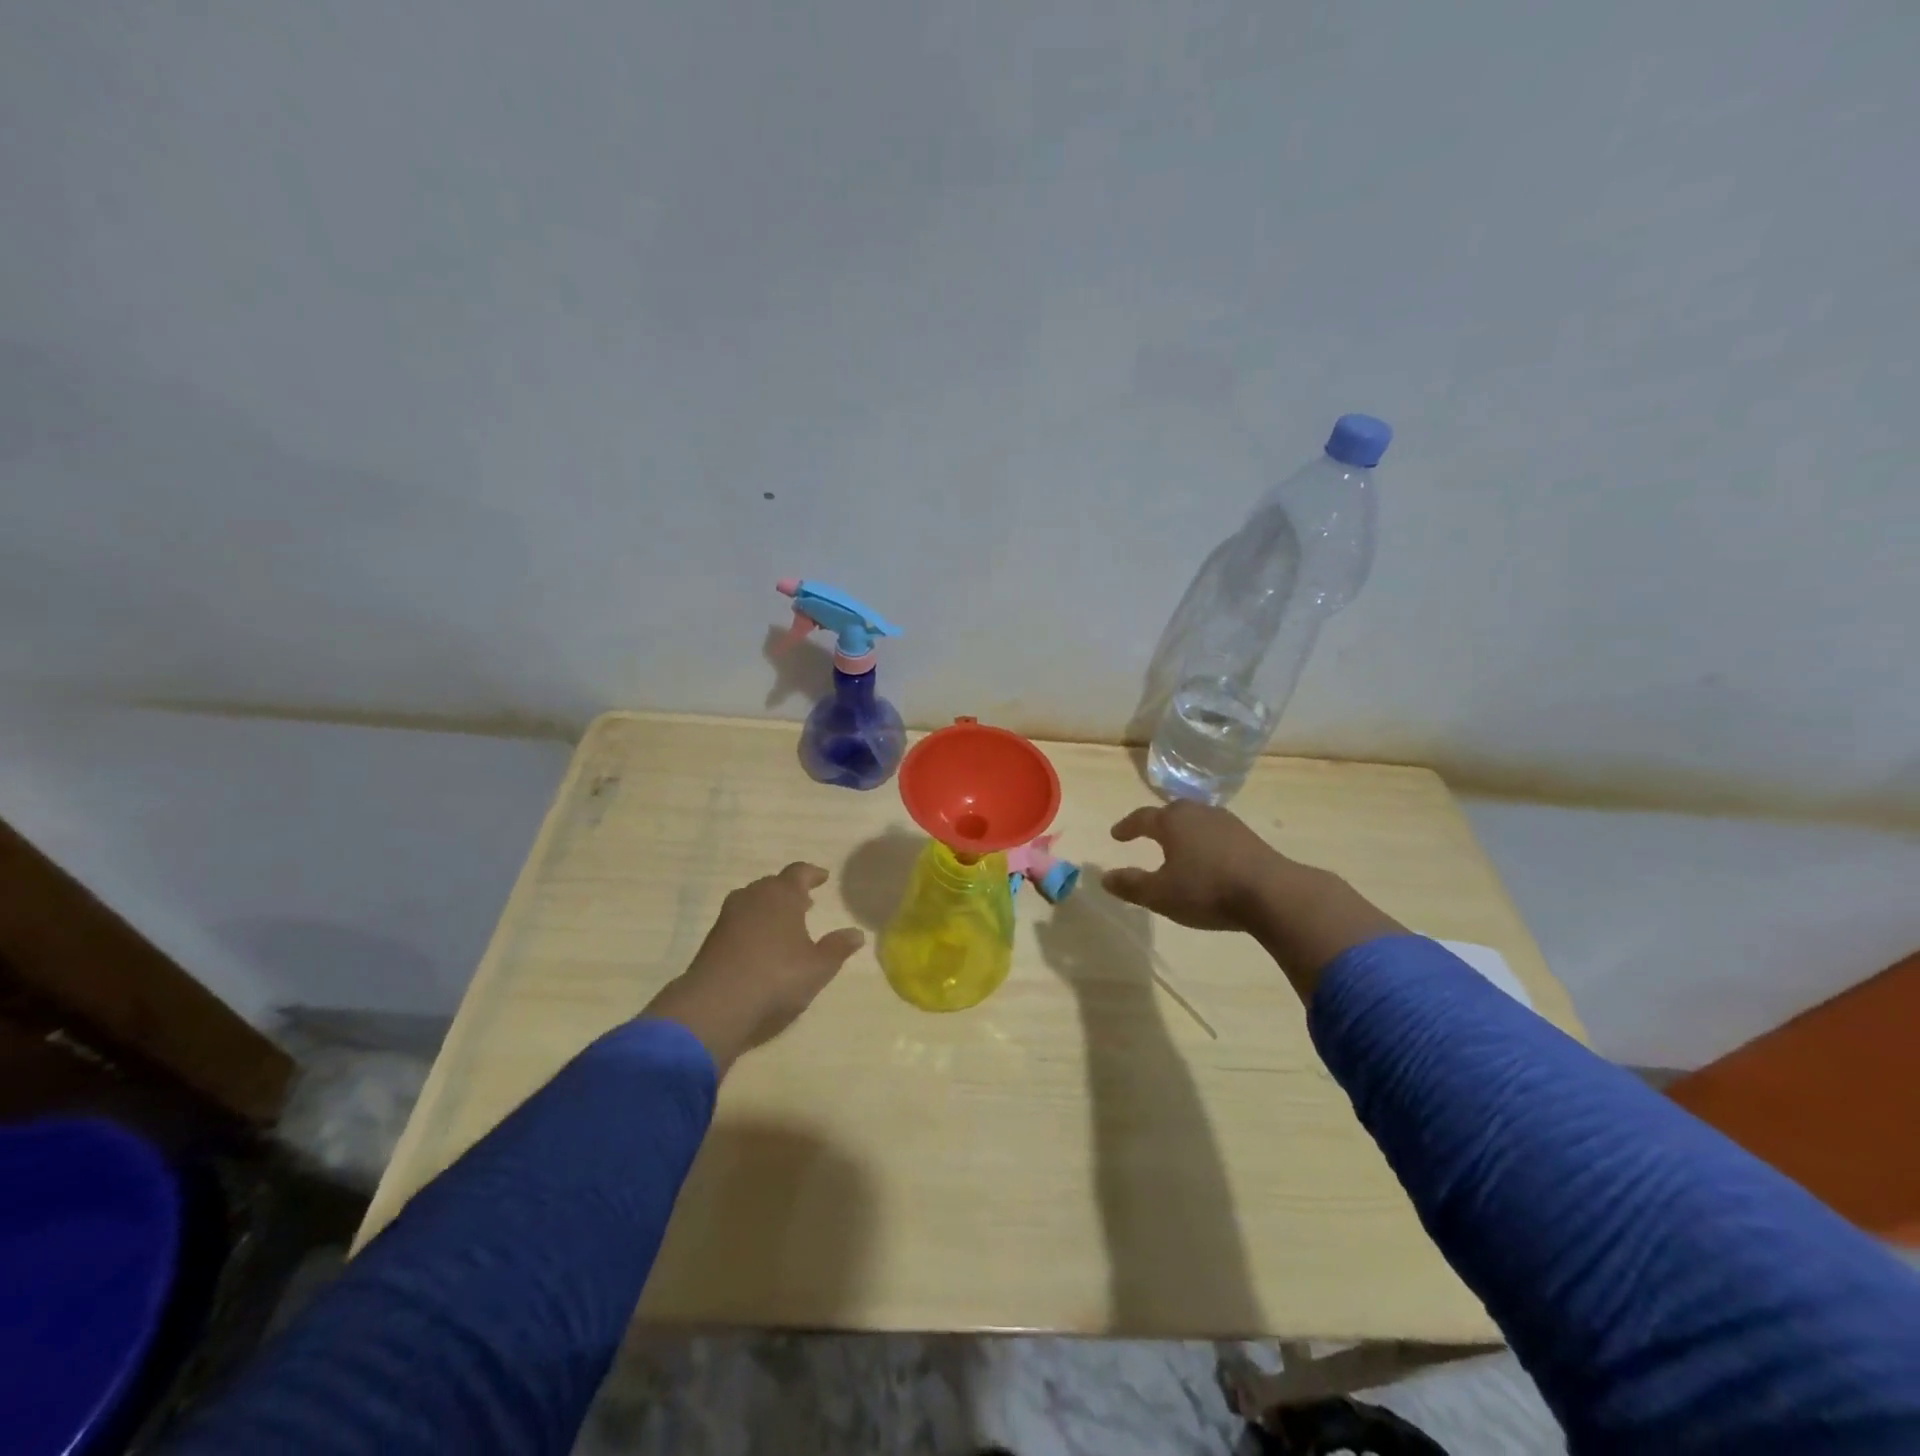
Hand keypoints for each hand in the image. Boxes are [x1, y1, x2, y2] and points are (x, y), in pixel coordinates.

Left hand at [644, 863, 864, 1073]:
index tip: (823, 877)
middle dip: (790, 891)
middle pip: (773, 884)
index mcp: (781, 895)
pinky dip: (753, 925)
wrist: (715, 1005)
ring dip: (770, 908)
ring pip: (753, 901)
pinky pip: (739, 921)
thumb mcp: (818, 967)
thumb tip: (856, 933)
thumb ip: (838, 948)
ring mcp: (729, 917)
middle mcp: (753, 897)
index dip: (812, 874)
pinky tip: (761, 945)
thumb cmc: (776, 978)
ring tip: (784, 923)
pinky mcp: (712, 939)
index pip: (798, 872)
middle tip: (806, 902)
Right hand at [1102, 802, 1404, 999]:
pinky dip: (1205, 842)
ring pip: (1196, 821)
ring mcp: (1227, 822)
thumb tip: (1105, 877)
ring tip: (1177, 847)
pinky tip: (1208, 858)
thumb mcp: (1160, 895)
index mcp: (1172, 821)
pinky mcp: (1249, 837)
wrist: (1272, 893)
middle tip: (1146, 834)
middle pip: (1171, 813)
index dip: (1127, 827)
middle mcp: (1198, 813)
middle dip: (1157, 823)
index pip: (1142, 818)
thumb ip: (1131, 885)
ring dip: (1183, 832)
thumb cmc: (1207, 890)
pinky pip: (1216, 833)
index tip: (1116, 835)